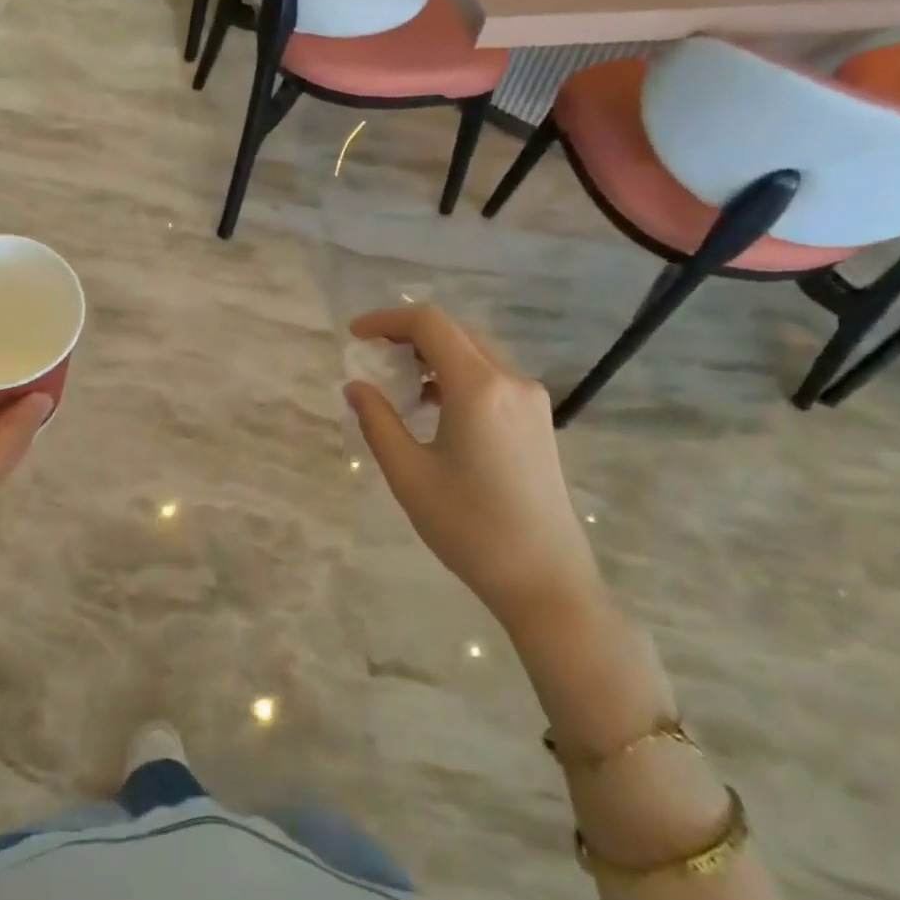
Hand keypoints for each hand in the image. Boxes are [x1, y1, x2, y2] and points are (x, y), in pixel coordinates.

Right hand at [344, 305, 602, 635]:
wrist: (545, 579)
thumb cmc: (468, 526)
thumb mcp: (408, 474)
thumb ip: (377, 421)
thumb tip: (356, 386)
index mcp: (478, 387)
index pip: (429, 324)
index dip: (386, 320)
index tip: (354, 336)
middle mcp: (510, 381)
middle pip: (453, 333)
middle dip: (407, 336)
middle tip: (371, 358)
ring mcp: (530, 400)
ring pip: (473, 355)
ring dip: (432, 357)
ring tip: (397, 387)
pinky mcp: (537, 421)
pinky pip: (490, 379)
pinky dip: (455, 378)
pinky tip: (433, 409)